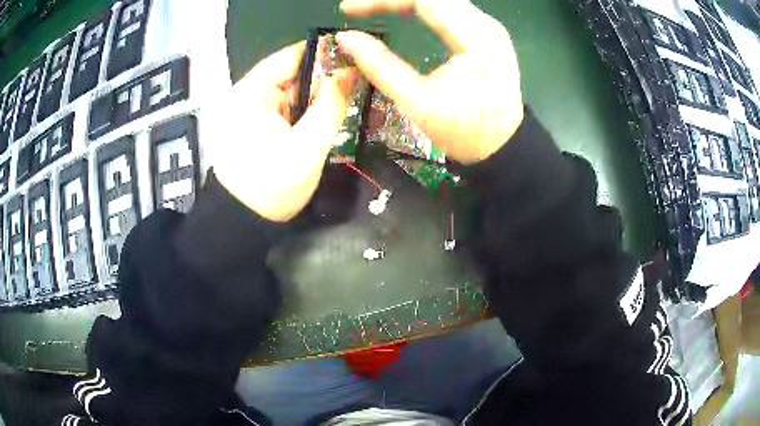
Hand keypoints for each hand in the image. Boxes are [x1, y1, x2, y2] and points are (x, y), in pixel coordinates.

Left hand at [206, 42, 358, 221]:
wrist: (246, 224)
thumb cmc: (271, 189)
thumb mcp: (307, 147)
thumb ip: (331, 106)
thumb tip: (351, 71)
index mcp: (251, 93)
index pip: (292, 57)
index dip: (326, 55)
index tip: (358, 60)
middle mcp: (249, 94)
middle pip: (295, 73)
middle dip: (327, 79)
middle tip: (361, 85)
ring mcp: (253, 109)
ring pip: (295, 90)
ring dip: (321, 97)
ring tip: (351, 101)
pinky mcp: (259, 123)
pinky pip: (290, 107)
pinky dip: (310, 111)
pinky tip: (329, 116)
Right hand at [337, 0, 523, 164]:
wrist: (502, 145)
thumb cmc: (465, 131)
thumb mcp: (419, 104)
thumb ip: (381, 67)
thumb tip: (346, 38)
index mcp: (476, 40)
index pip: (425, 0)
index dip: (384, 0)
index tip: (349, 9)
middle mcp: (485, 25)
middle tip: (357, 8)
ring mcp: (486, 26)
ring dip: (403, 1)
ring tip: (371, 7)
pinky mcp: (482, 31)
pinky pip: (445, 6)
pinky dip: (416, 5)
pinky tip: (396, 10)